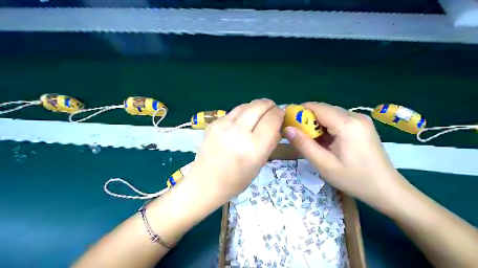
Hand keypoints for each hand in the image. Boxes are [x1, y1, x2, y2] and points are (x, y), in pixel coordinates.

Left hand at [186, 99, 282, 201]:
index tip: (281, 117)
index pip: (272, 118)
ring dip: (256, 107)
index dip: (280, 114)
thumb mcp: (260, 163)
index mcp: (254, 148)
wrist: (206, 182)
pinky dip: (243, 112)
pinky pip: (234, 111)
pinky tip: (243, 121)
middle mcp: (239, 133)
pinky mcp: (214, 123)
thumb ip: (270, 141)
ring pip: (247, 105)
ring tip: (258, 114)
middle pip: (260, 105)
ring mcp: (223, 125)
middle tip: (272, 111)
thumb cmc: (237, 180)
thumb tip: (277, 125)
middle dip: (270, 105)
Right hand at [283, 103, 405, 211]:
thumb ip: (304, 145)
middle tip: (299, 138)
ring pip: (330, 114)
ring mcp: (360, 119)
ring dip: (317, 125)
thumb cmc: (355, 179)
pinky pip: (338, 120)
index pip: (316, 107)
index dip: (298, 113)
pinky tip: (326, 143)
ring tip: (313, 143)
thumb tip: (287, 128)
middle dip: (307, 120)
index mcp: (347, 124)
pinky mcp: (362, 125)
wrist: (387, 189)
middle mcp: (355, 116)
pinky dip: (327, 128)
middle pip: (322, 109)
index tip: (288, 125)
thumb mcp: (324, 165)